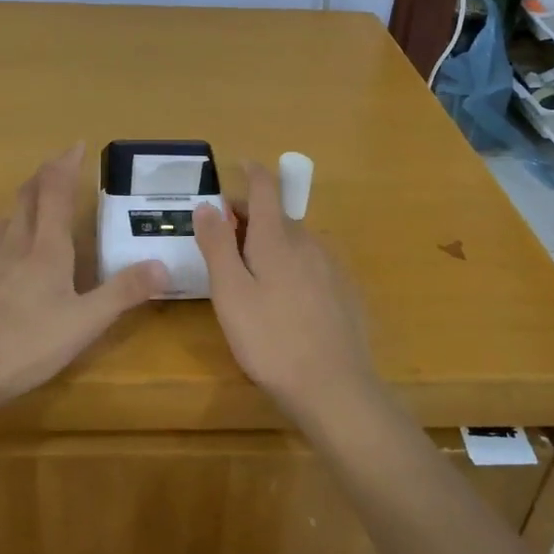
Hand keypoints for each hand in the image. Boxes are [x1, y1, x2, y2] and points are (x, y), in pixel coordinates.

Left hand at [0, 143, 167, 414]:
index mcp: (46, 247)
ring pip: (5, 217)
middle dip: (44, 175)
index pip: (57, 191)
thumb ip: (123, 293)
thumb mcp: (84, 323)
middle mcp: (12, 241)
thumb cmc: (24, 344)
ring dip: (22, 202)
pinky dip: (0, 233)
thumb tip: (163, 265)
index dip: (67, 165)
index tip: (76, 145)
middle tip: (57, 165)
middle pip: (27, 196)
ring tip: (33, 204)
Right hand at [194, 161, 378, 421]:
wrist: (335, 389)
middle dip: (250, 216)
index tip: (240, 165)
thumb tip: (208, 204)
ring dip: (271, 242)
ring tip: (251, 271)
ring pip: (296, 241)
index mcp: (277, 238)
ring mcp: (332, 267)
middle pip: (277, 215)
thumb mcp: (230, 293)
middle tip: (224, 236)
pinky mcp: (345, 293)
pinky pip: (312, 265)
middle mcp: (309, 242)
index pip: (265, 188)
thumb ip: (217, 245)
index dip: (252, 172)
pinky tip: (285, 299)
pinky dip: (293, 265)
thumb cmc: (271, 339)